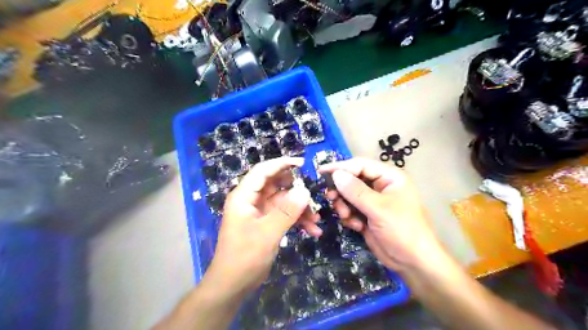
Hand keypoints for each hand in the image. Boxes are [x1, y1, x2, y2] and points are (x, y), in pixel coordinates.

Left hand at [204, 157, 320, 296]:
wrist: (233, 285)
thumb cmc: (245, 257)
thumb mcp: (267, 233)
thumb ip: (286, 211)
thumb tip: (305, 190)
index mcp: (244, 196)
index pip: (263, 171)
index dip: (282, 164)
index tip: (302, 163)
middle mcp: (251, 200)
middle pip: (276, 185)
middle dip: (296, 191)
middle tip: (314, 196)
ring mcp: (259, 212)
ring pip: (284, 202)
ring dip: (300, 209)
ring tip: (317, 220)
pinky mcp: (266, 223)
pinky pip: (284, 215)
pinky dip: (297, 220)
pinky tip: (312, 230)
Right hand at [321, 157, 441, 273]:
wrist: (412, 262)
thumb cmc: (402, 230)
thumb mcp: (378, 209)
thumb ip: (355, 191)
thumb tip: (335, 174)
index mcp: (389, 177)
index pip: (360, 165)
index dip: (341, 167)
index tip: (321, 172)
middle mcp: (380, 186)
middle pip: (352, 179)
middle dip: (341, 190)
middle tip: (331, 198)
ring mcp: (373, 201)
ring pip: (348, 195)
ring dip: (344, 206)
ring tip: (347, 217)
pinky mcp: (367, 215)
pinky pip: (350, 208)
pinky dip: (349, 216)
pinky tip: (357, 226)